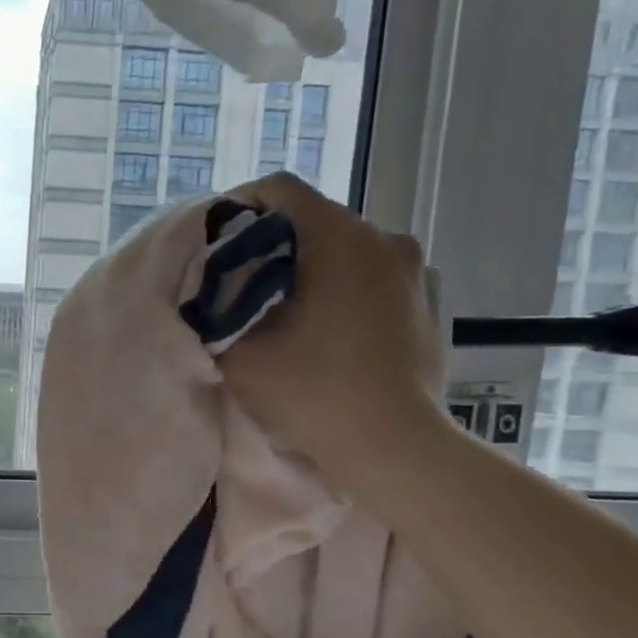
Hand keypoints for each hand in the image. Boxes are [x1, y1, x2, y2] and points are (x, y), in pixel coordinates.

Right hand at [217, 172, 448, 487]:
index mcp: (340, 239)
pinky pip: (377, 275)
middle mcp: (385, 238)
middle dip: (273, 242)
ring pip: (347, 247)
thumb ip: (214, 310)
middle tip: (242, 281)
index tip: (216, 242)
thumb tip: (206, 289)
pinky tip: (333, 326)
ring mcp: (417, 269)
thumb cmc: (313, 394)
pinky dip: (349, 286)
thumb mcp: (238, 353)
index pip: (280, 190)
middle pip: (314, 218)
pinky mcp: (431, 300)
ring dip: (312, 265)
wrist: (393, 448)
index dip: (239, 206)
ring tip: (287, 306)